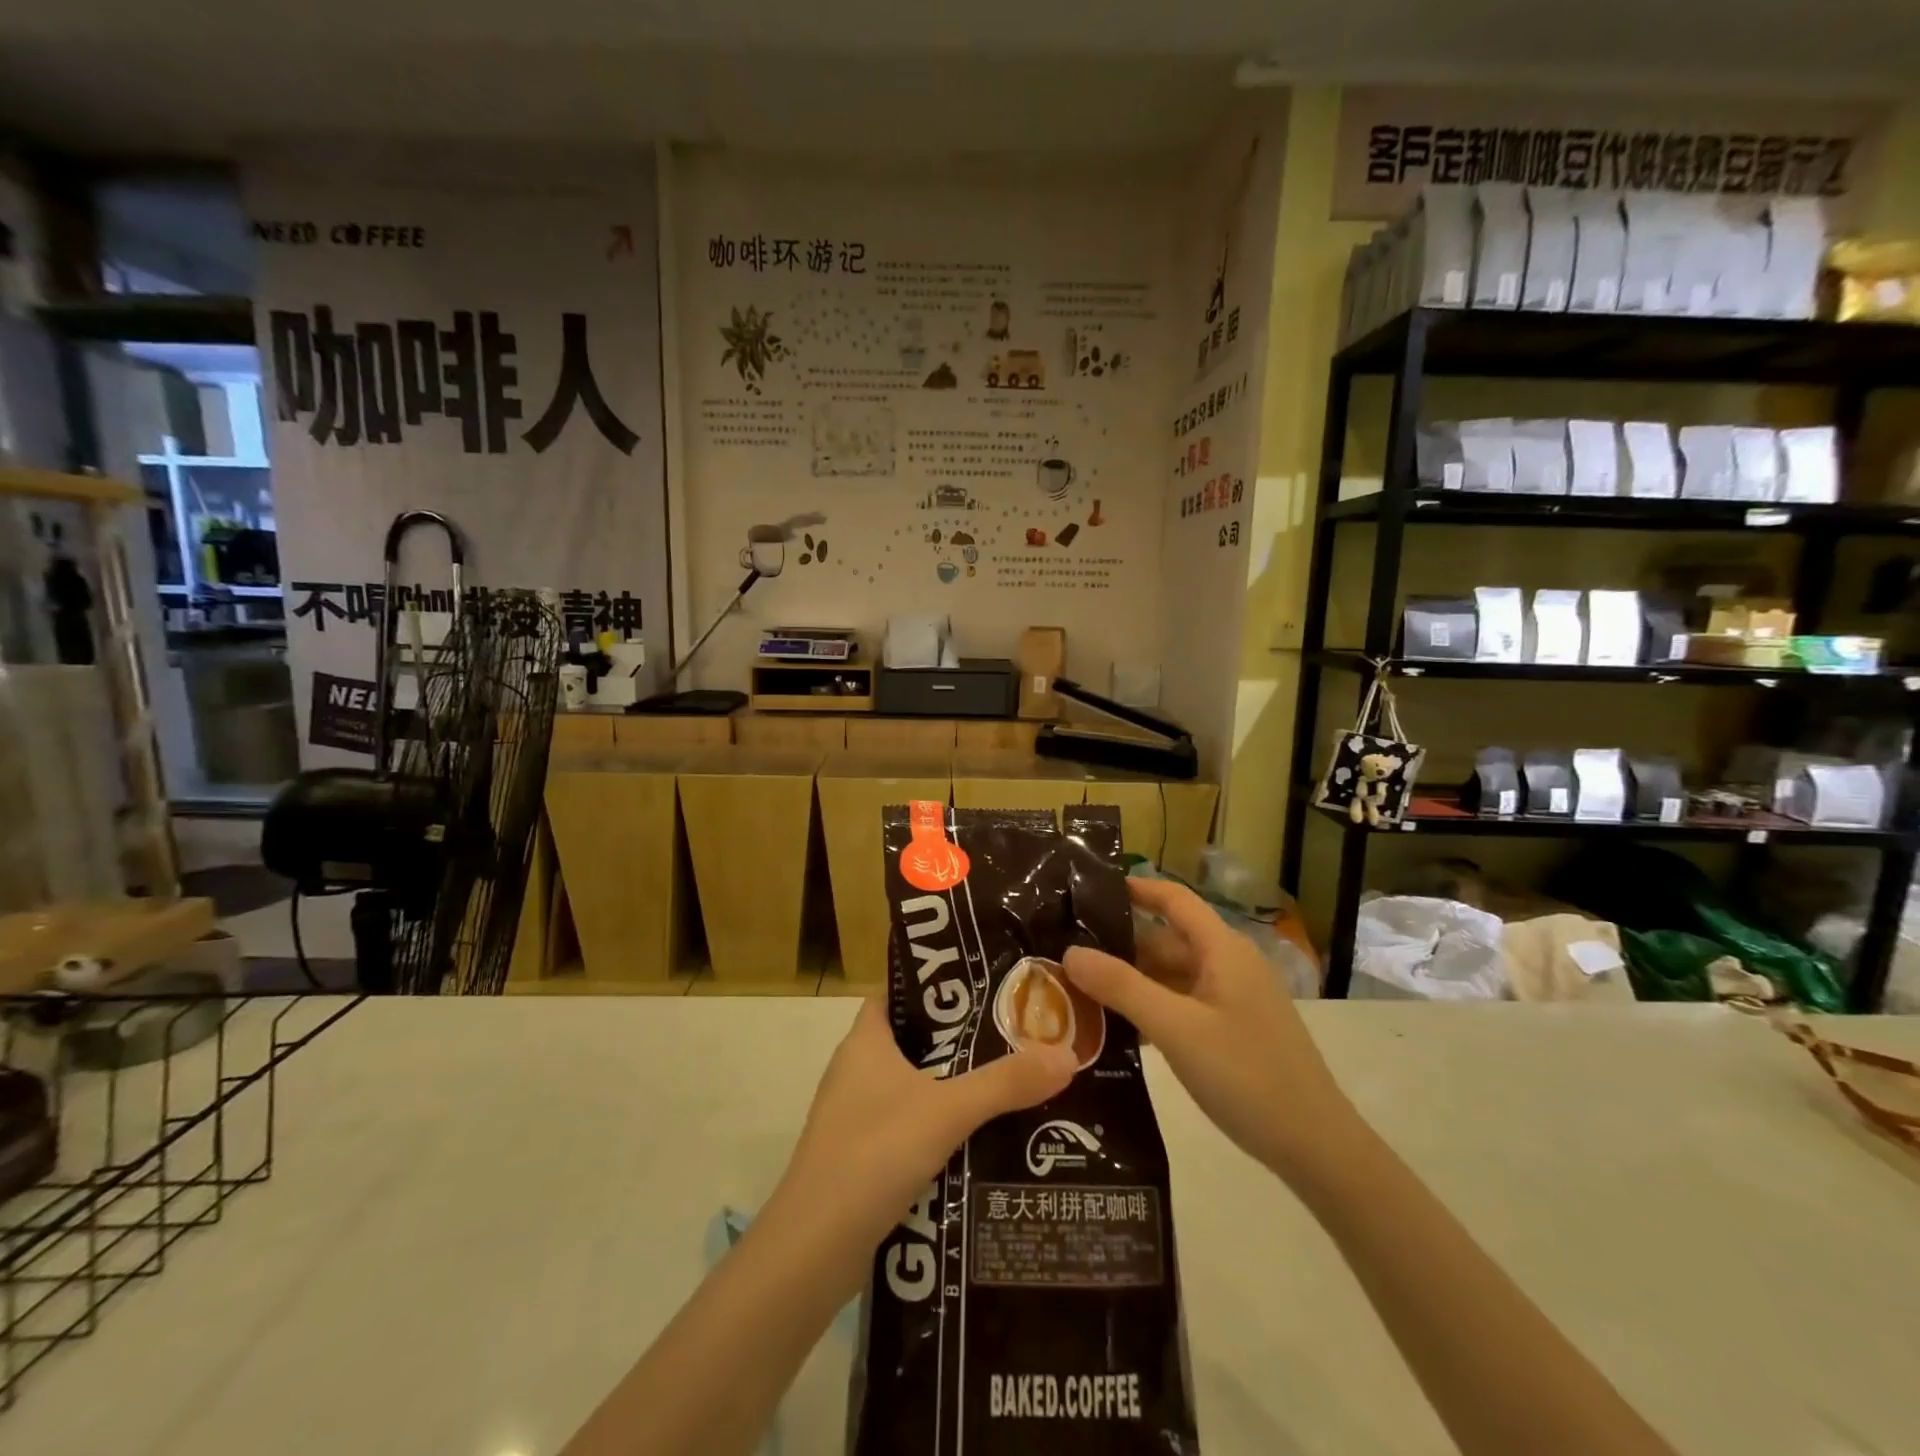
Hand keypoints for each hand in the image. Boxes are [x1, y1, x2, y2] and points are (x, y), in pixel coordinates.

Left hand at [776, 999, 1075, 1247]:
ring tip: (1005, 1082)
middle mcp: (855, 1069)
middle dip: (958, 1038)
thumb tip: (1067, 1054)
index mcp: (865, 1040)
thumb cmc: (874, 1153)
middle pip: (912, 1039)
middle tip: (1011, 1034)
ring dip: (951, 1084)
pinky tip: (975, 1138)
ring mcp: (853, 1114)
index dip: (936, 987)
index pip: (899, 993)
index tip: (984, 986)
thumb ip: (1006, 1083)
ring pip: (910, 1084)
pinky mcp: (858, 1155)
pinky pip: (905, 1123)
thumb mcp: (948, 1111)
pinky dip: (936, 1125)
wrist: (812, 1249)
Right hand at [1063, 878, 1355, 1183]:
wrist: (1316, 1148)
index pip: (1174, 899)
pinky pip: (1183, 1005)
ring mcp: (1233, 1000)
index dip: (1136, 888)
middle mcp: (1229, 965)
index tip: (1089, 889)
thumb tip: (1070, 952)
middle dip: (1120, 945)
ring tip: (1080, 989)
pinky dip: (1151, 1008)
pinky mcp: (1234, 1031)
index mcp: (1223, 950)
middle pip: (1167, 940)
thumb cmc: (1246, 1075)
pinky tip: (1118, 1028)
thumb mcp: (1176, 1029)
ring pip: (1173, 976)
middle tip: (1068, 952)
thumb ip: (1122, 988)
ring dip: (1132, 981)